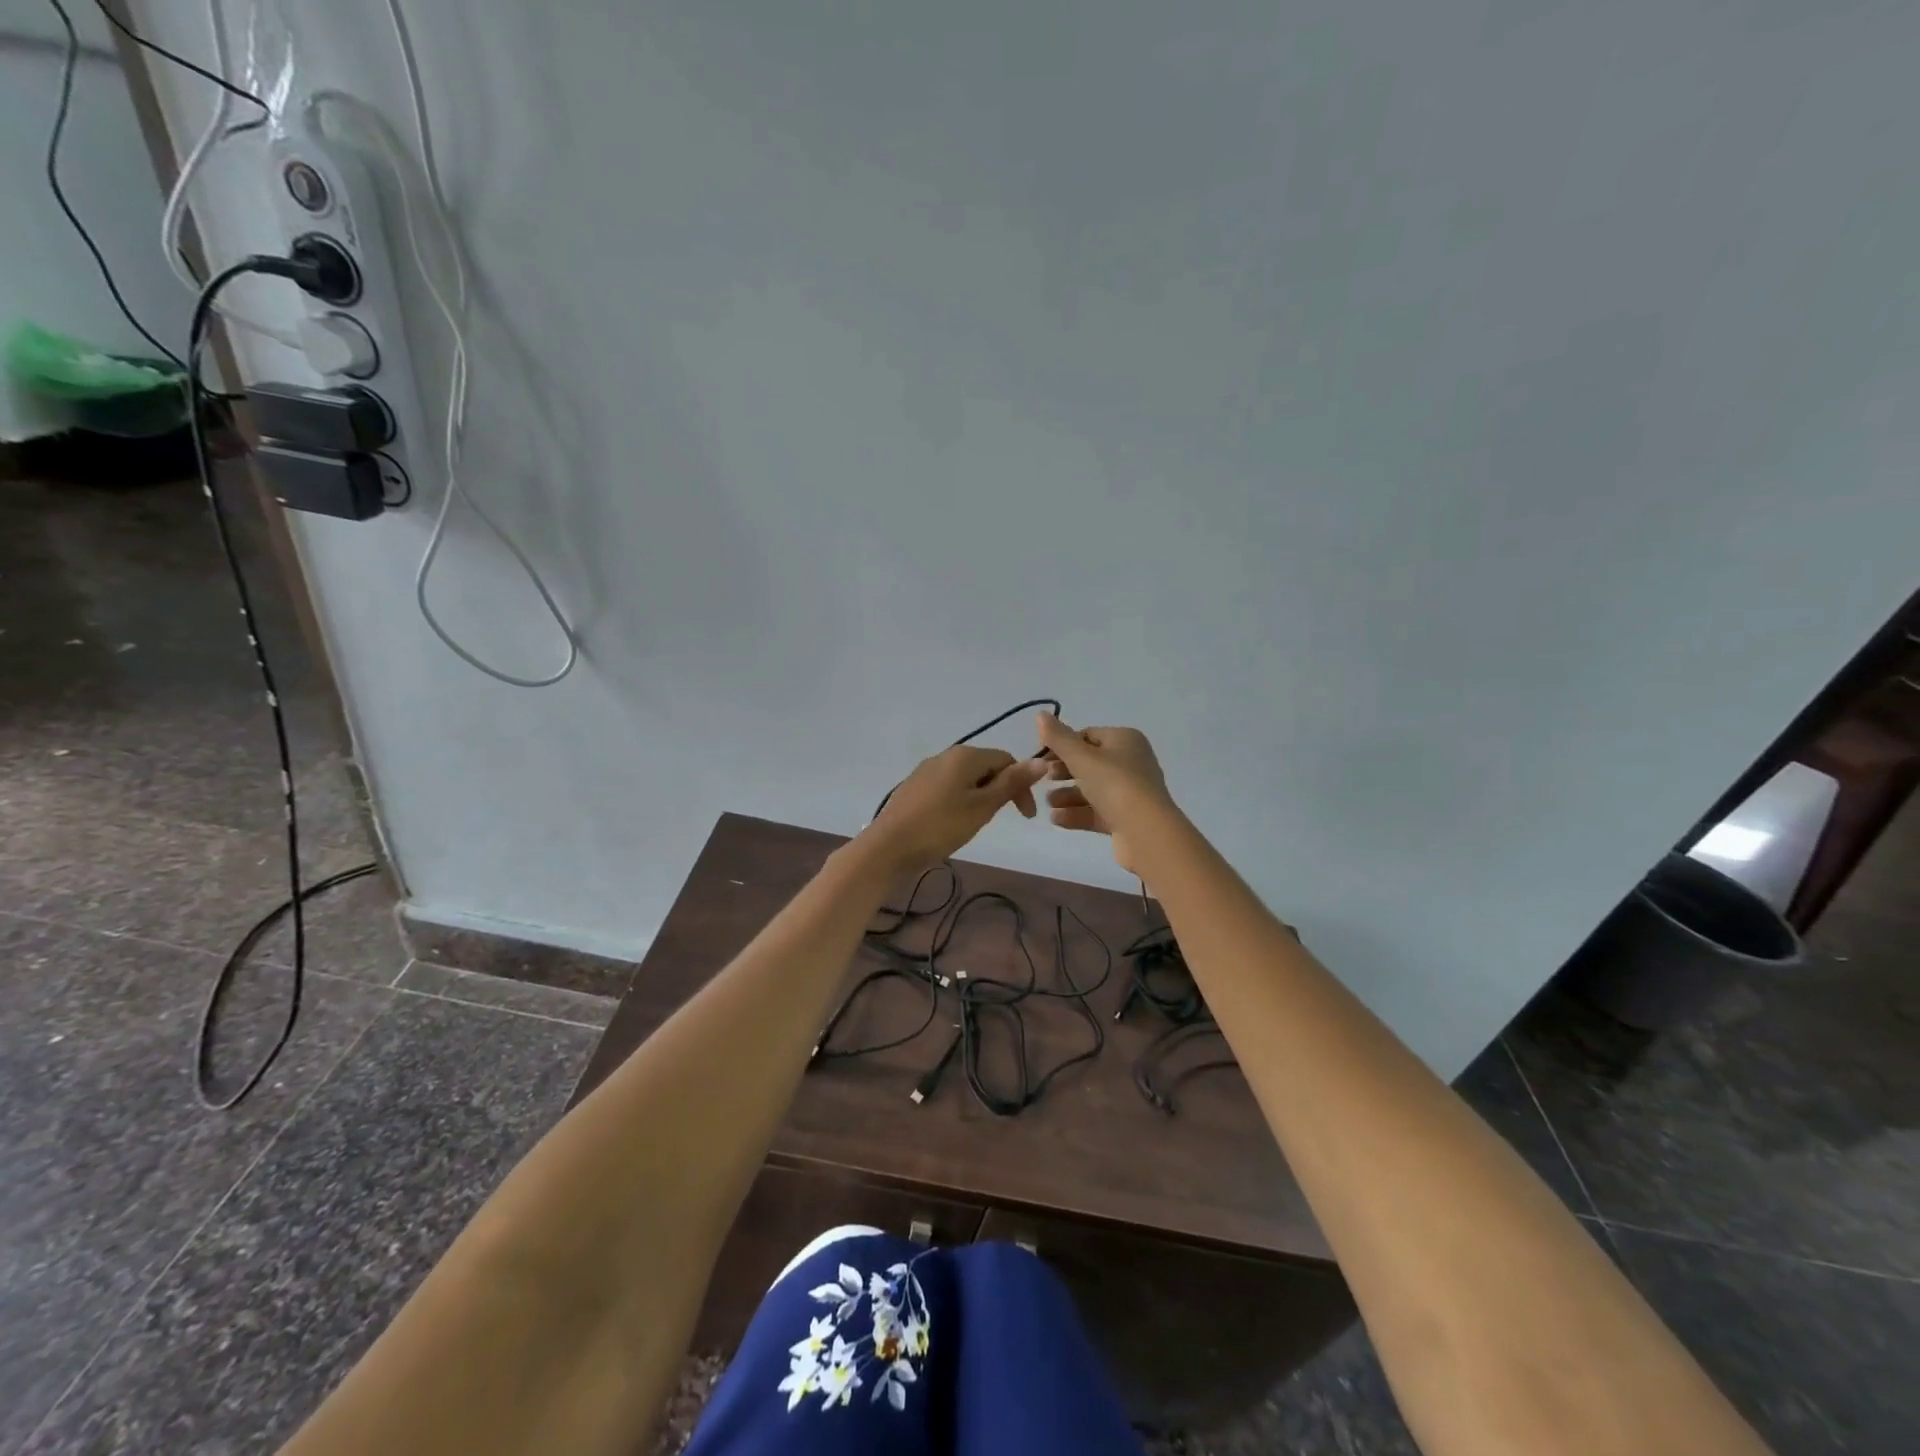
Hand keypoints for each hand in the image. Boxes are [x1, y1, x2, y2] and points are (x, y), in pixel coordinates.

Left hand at [860, 745, 1048, 873]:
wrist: (889, 846)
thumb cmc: (941, 826)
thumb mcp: (983, 806)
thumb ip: (1011, 784)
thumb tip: (1042, 761)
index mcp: (965, 755)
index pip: (1006, 760)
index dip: (1021, 785)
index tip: (1025, 817)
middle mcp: (945, 755)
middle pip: (985, 767)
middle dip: (999, 791)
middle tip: (997, 820)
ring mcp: (926, 771)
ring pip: (965, 778)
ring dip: (979, 797)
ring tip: (975, 824)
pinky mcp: (914, 787)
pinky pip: (947, 788)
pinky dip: (959, 801)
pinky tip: (952, 823)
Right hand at [1034, 713, 1175, 876]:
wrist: (1146, 832)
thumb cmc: (1114, 784)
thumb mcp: (1081, 757)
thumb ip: (1058, 738)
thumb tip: (1040, 714)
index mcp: (1125, 740)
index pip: (1088, 736)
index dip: (1062, 745)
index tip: (1041, 758)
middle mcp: (1131, 763)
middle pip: (1090, 763)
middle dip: (1064, 772)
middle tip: (1044, 779)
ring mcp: (1130, 792)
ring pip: (1092, 789)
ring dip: (1067, 795)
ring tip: (1048, 803)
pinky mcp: (1126, 819)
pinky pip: (1097, 812)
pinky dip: (1076, 813)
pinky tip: (1056, 819)